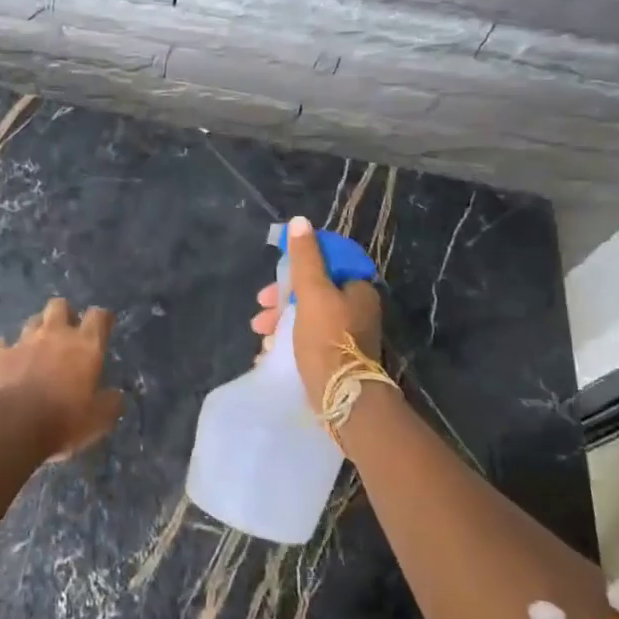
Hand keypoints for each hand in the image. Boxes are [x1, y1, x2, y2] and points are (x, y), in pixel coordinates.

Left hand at [0, 298, 123, 458]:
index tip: (103, 327)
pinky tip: (4, 363)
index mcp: (85, 345)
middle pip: (59, 306)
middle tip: (67, 333)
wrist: (10, 427)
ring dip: (36, 331)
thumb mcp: (99, 420)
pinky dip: (3, 351)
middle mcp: (53, 334)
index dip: (102, 319)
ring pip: (31, 322)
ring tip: (37, 348)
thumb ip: (110, 403)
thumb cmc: (63, 420)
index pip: (98, 316)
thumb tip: (115, 396)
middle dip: (64, 314)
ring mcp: (22, 342)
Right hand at [250, 216, 383, 406]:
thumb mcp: (313, 293)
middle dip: (282, 299)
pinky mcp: (336, 357)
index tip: (276, 277)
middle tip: (261, 308)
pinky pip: (307, 339)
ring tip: (261, 334)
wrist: (343, 397)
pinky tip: (269, 350)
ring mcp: (347, 335)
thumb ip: (305, 258)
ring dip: (280, 321)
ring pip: (306, 316)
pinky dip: (287, 340)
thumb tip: (299, 222)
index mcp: (357, 289)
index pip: (327, 263)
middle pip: (313, 291)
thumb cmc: (328, 339)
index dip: (298, 266)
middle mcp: (356, 309)